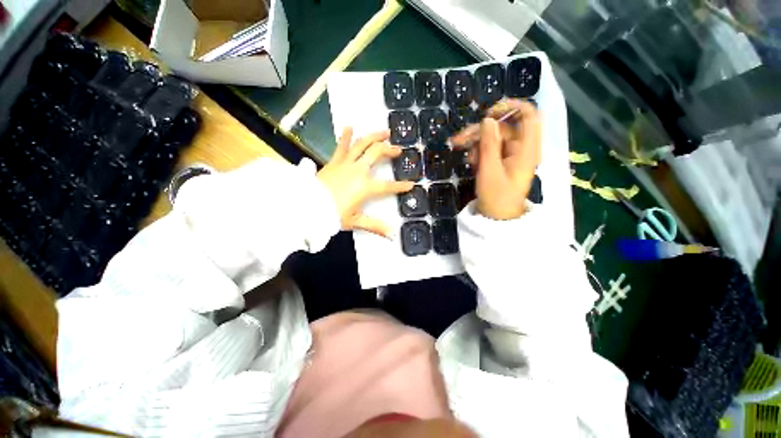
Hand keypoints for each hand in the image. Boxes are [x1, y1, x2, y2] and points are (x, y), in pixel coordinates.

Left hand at [318, 127, 414, 237]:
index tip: (411, 184)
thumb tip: (392, 236)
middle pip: (377, 154)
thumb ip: (375, 226)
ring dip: (374, 136)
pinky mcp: (334, 161)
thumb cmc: (332, 215)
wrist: (307, 206)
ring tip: (384, 131)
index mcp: (365, 187)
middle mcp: (358, 171)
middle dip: (389, 150)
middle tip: (398, 149)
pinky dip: (345, 136)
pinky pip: (341, 147)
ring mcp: (346, 163)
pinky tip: (349, 126)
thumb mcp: (355, 221)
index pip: (388, 186)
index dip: (400, 186)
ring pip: (362, 144)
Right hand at [451, 100, 540, 219]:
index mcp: (527, 148)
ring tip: (463, 155)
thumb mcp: (489, 170)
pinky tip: (470, 161)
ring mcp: (511, 154)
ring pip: (494, 137)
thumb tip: (487, 119)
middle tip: (458, 139)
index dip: (511, 107)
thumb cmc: (496, 196)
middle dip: (480, 131)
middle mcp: (521, 147)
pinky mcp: (502, 161)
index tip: (489, 113)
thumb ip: (489, 143)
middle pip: (503, 127)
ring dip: (476, 142)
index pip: (528, 115)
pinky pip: (491, 148)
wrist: (496, 217)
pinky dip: (479, 151)